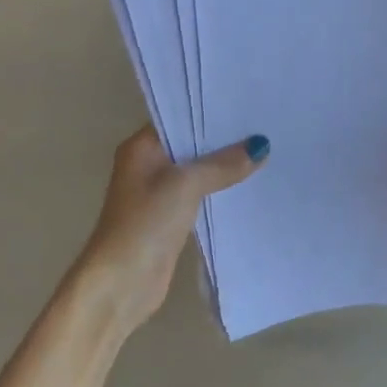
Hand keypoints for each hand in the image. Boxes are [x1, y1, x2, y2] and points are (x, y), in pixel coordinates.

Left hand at [76, 127, 267, 331]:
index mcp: (141, 148)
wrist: (122, 282)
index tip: (247, 103)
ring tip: (265, 151)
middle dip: (223, 138)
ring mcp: (158, 194)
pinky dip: (220, 190)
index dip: (210, 110)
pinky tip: (248, 184)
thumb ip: (222, 164)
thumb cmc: (146, 223)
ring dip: (223, 166)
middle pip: (190, 144)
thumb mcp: (186, 185)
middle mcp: (147, 166)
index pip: (179, 118)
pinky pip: (200, 195)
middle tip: (264, 125)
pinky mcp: (170, 219)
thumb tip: (260, 146)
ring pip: (197, 171)